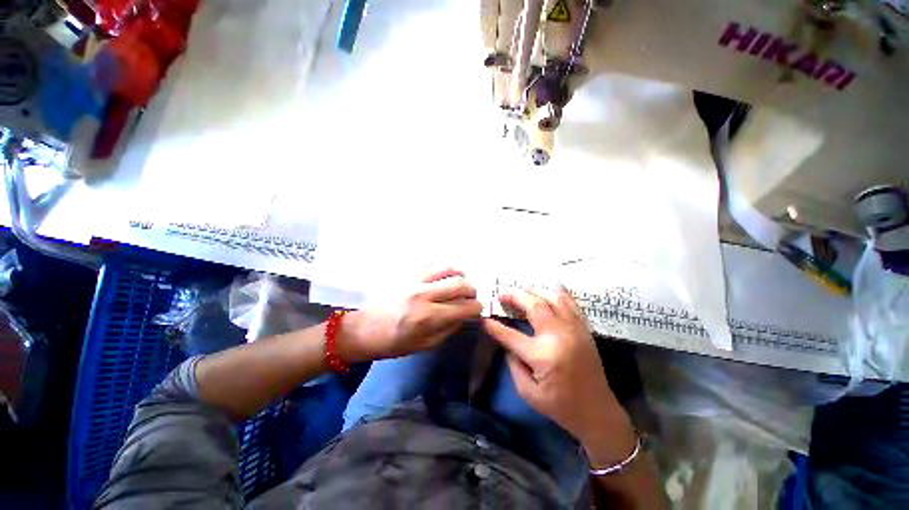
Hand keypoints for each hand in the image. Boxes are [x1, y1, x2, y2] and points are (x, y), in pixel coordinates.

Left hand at [340, 268, 482, 361]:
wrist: (363, 327)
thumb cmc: (392, 342)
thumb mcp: (423, 345)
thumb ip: (448, 329)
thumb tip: (464, 315)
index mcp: (428, 317)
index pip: (465, 307)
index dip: (476, 309)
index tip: (476, 310)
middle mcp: (424, 294)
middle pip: (461, 284)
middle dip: (472, 291)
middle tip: (469, 298)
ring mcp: (415, 279)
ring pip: (449, 268)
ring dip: (460, 277)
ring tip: (458, 285)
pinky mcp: (408, 272)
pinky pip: (433, 265)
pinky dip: (444, 271)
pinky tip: (442, 280)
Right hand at [483, 286, 636, 465]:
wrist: (597, 411)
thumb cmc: (560, 406)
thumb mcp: (528, 392)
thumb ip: (513, 364)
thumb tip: (506, 342)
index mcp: (543, 356)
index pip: (511, 335)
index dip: (495, 326)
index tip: (484, 318)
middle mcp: (558, 337)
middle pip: (534, 306)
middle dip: (514, 295)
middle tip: (501, 292)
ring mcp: (574, 330)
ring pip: (553, 298)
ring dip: (534, 290)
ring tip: (521, 289)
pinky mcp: (584, 329)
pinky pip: (571, 303)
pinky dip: (559, 292)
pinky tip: (550, 286)